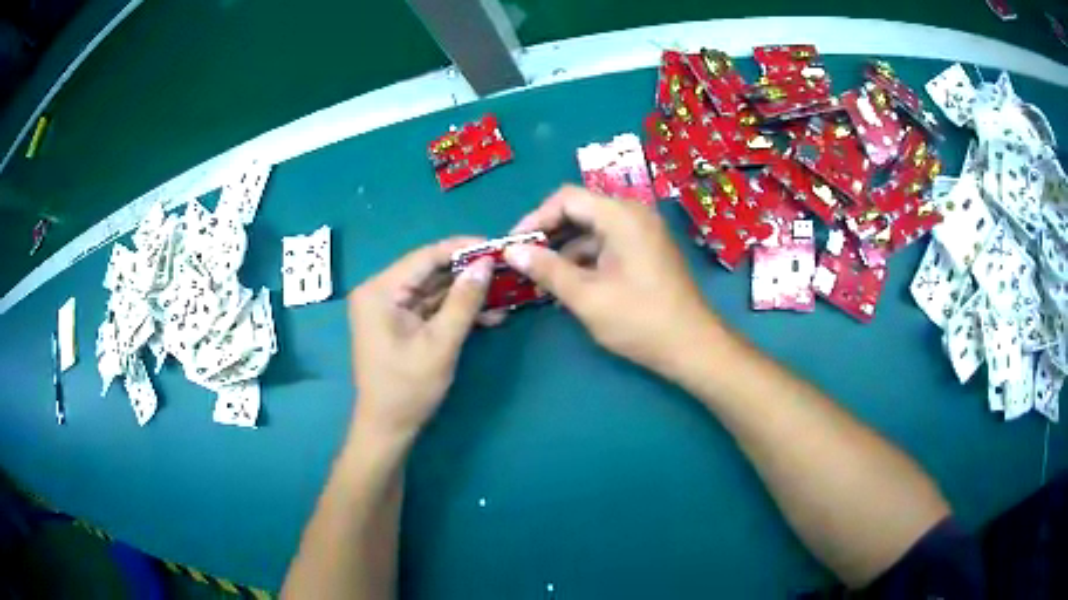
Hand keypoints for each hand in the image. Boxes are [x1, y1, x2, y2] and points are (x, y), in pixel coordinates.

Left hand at [347, 238, 492, 441]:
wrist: (387, 428)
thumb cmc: (408, 388)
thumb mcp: (441, 344)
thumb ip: (463, 301)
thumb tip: (485, 263)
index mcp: (380, 291)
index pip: (425, 257)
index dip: (462, 249)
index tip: (496, 247)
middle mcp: (380, 291)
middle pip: (430, 271)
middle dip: (468, 273)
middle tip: (505, 271)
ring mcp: (388, 307)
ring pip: (433, 289)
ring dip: (466, 294)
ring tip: (504, 294)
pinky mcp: (398, 322)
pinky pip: (430, 307)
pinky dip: (455, 310)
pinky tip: (488, 314)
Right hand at [504, 186, 720, 373]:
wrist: (693, 346)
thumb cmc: (640, 320)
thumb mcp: (586, 297)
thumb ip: (547, 270)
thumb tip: (511, 251)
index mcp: (621, 216)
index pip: (567, 199)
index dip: (535, 218)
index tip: (513, 244)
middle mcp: (634, 214)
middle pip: (580, 210)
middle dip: (549, 234)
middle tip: (523, 260)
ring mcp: (643, 232)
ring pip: (593, 229)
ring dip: (566, 249)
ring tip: (541, 276)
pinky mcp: (647, 250)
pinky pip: (608, 243)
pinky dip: (586, 258)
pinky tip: (570, 282)